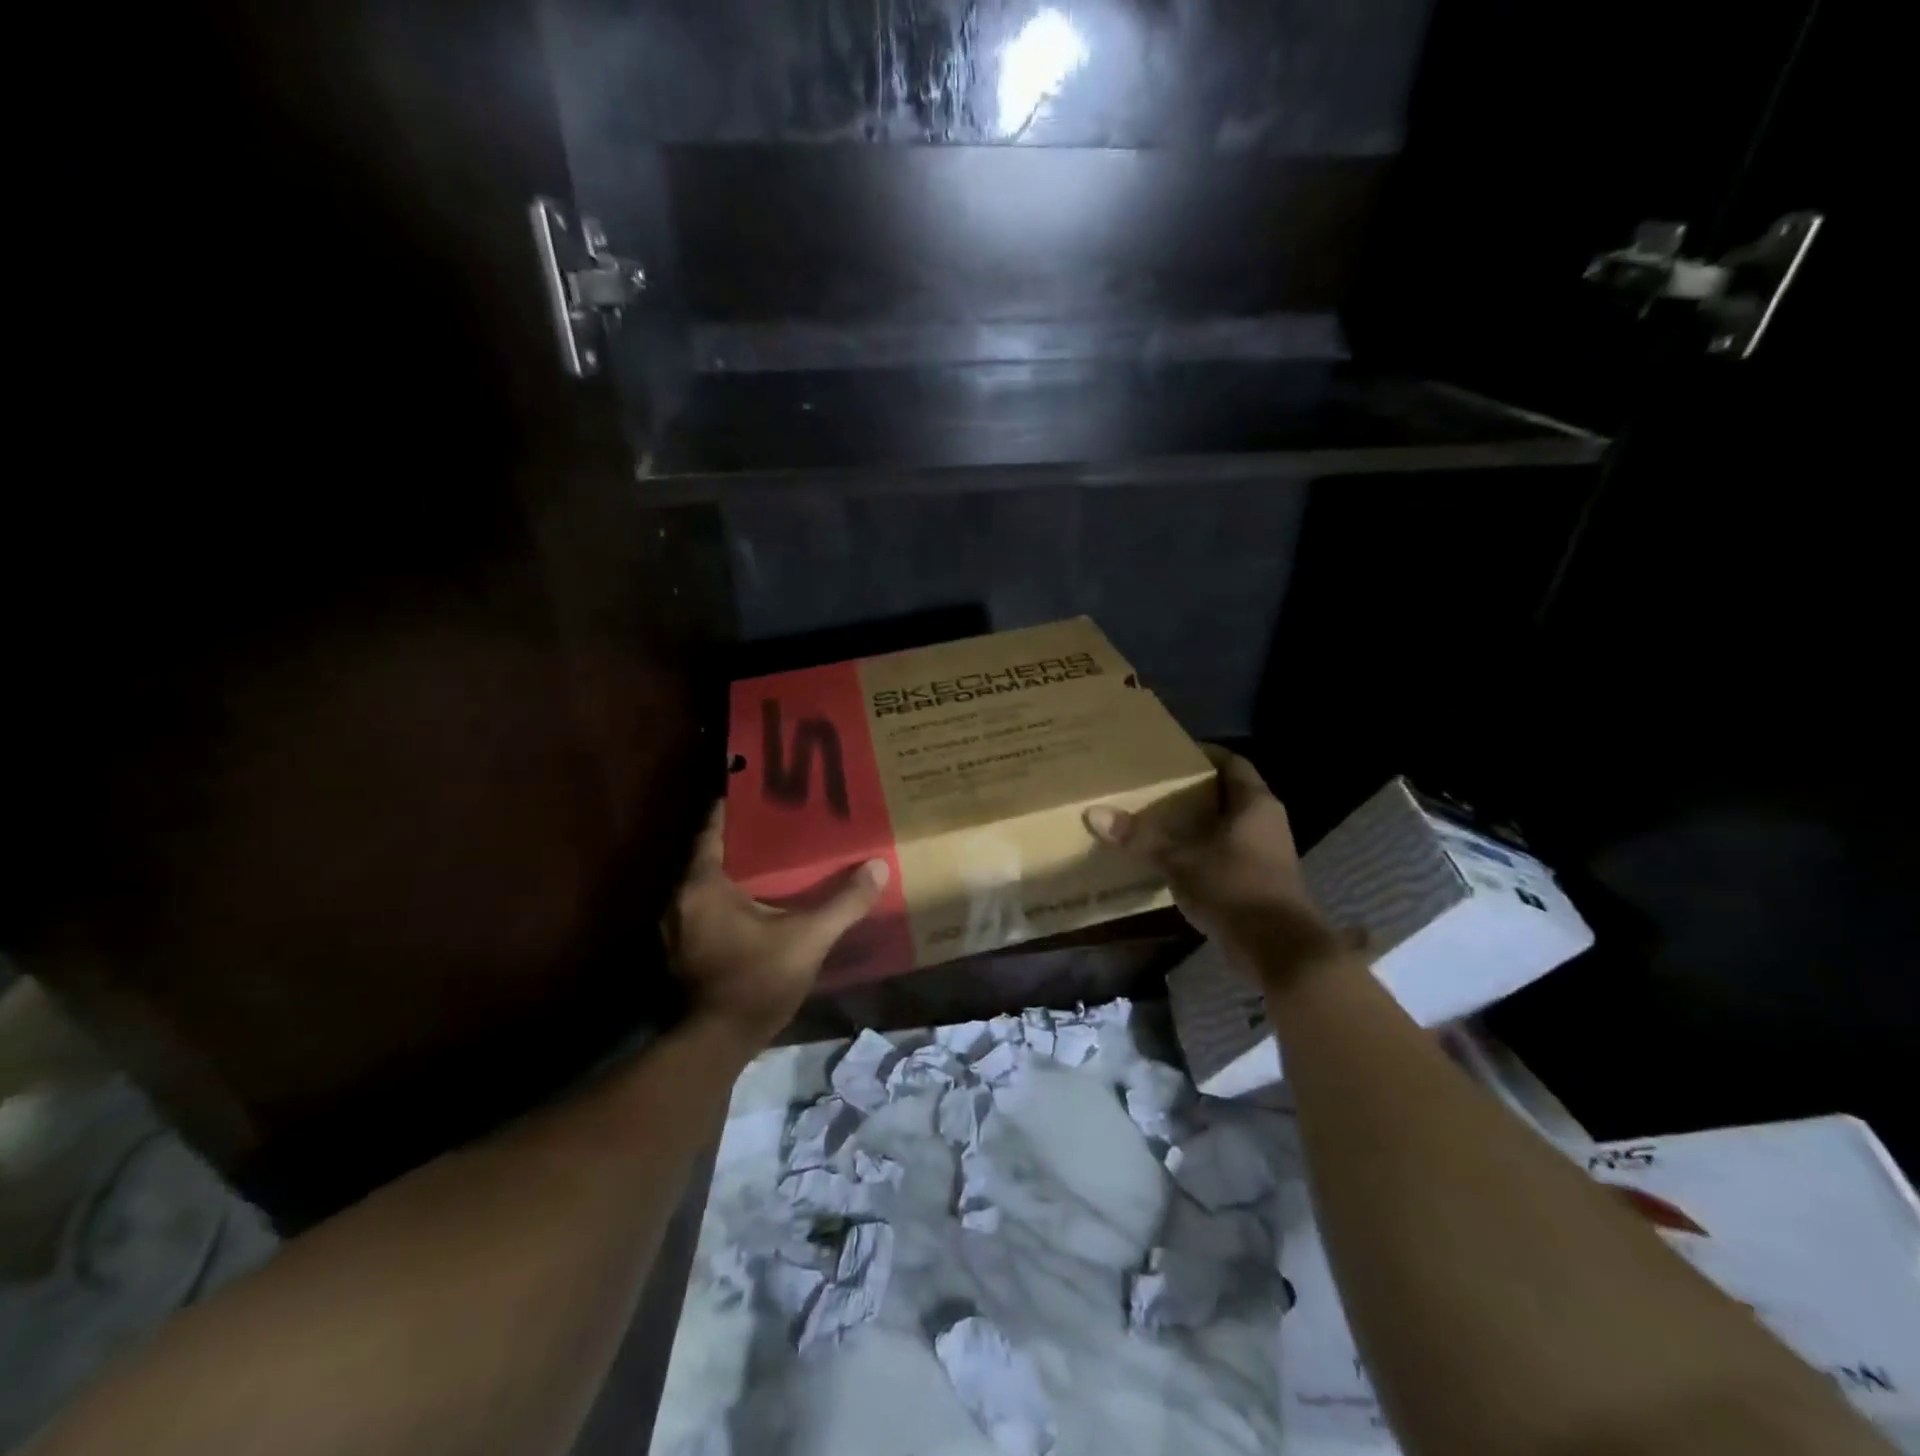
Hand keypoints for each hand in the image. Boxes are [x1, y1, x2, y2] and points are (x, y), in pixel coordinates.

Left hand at [664, 803, 889, 1050]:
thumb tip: (878, 866)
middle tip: (781, 824)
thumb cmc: (757, 982)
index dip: (737, 808)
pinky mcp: (682, 950)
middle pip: (712, 854)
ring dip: (736, 871)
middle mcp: (680, 899)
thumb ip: (844, 903)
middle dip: (744, 839)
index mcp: (703, 885)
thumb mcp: (809, 939)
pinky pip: (706, 908)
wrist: (717, 1043)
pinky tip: (758, 903)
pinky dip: (728, 898)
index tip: (764, 792)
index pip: (715, 829)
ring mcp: (677, 927)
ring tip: (774, 859)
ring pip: (708, 883)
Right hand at [1084, 746, 1335, 974]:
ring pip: (1228, 827)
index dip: (1204, 754)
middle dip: (1194, 790)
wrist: (1281, 949)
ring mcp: (1268, 854)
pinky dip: (1203, 852)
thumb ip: (1139, 836)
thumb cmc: (1234, 887)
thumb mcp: (1179, 860)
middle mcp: (1266, 821)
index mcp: (1254, 803)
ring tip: (1158, 821)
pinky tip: (1174, 860)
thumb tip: (1094, 813)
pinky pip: (1228, 854)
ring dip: (1198, 824)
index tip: (1171, 753)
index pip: (1232, 762)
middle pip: (1228, 794)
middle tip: (1155, 786)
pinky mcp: (1261, 882)